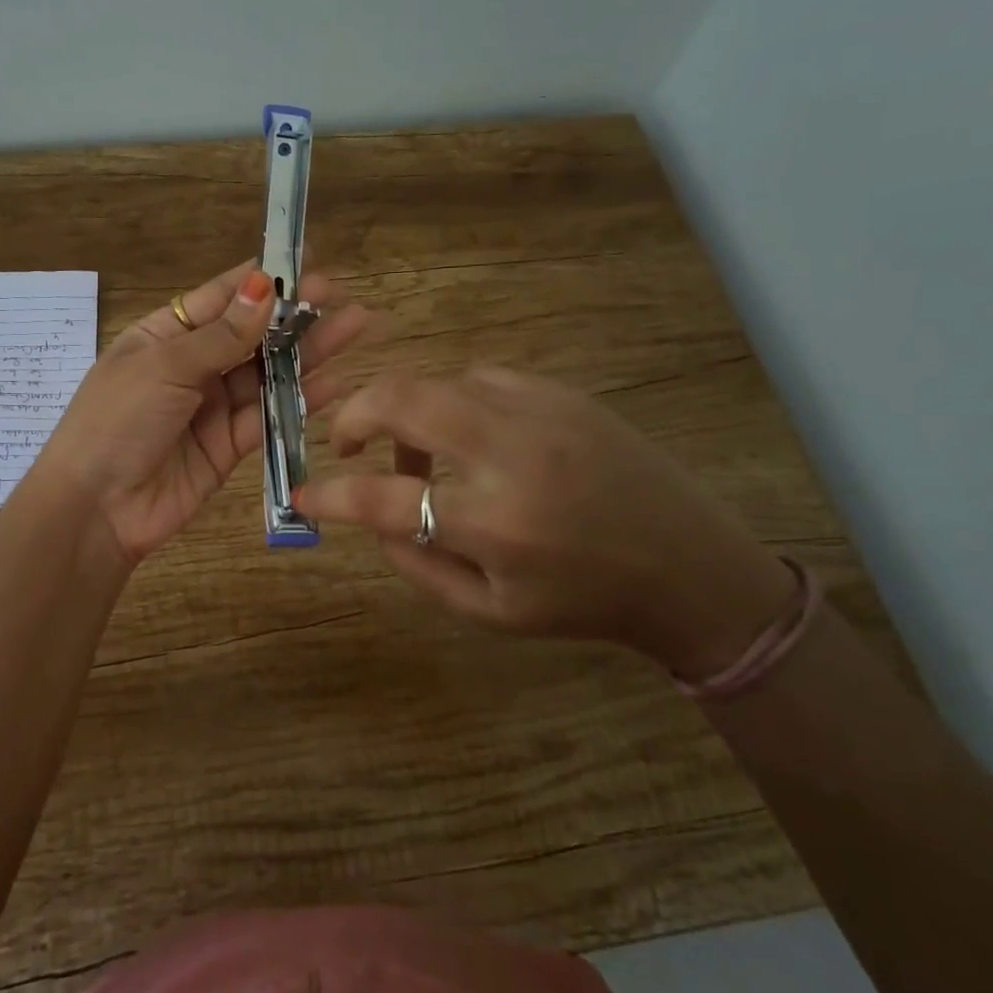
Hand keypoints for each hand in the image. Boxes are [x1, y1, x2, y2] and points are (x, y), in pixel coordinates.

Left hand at [31, 261, 369, 567]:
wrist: (96, 508)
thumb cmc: (118, 420)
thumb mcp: (164, 366)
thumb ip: (221, 335)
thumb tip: (263, 287)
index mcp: (164, 335)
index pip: (220, 298)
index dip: (262, 280)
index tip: (305, 261)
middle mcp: (191, 365)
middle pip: (251, 334)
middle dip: (294, 316)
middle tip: (340, 296)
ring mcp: (212, 406)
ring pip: (267, 373)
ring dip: (307, 353)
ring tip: (353, 327)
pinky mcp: (229, 445)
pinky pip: (269, 416)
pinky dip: (300, 399)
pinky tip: (334, 382)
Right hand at [292, 366, 796, 678]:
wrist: (689, 566)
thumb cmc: (585, 601)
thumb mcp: (492, 612)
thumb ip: (418, 567)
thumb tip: (368, 520)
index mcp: (494, 524)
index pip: (382, 500)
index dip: (329, 494)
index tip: (303, 494)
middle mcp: (511, 456)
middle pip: (402, 401)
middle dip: (353, 415)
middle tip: (345, 443)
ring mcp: (540, 412)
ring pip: (437, 383)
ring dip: (407, 414)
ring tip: (419, 457)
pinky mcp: (562, 393)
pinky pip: (481, 379)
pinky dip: (455, 403)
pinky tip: (472, 436)